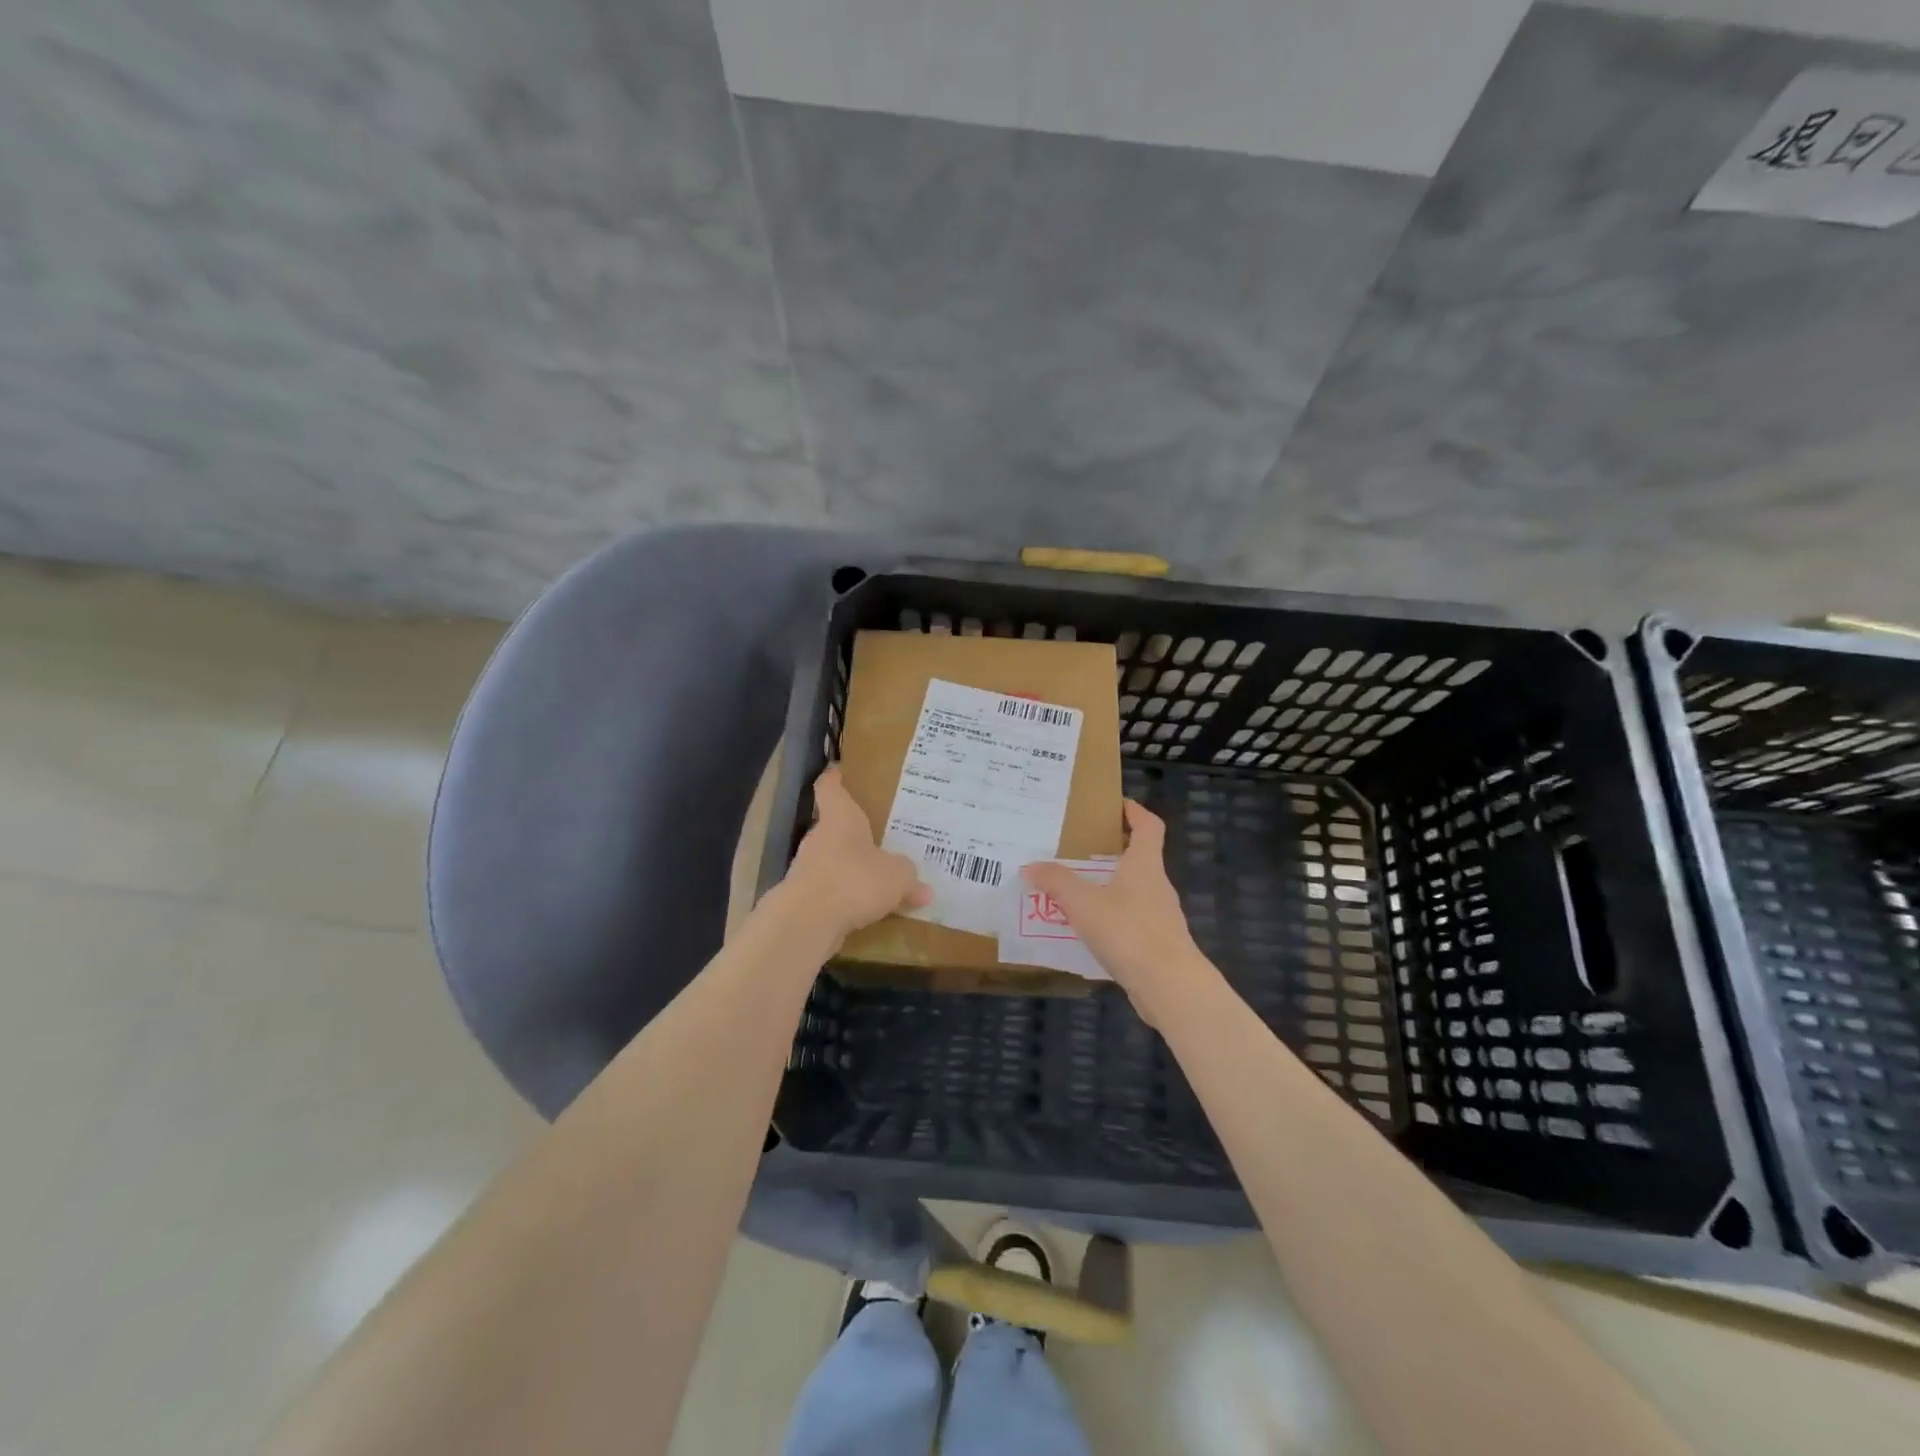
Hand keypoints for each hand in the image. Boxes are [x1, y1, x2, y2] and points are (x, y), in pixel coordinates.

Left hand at [780, 766, 930, 945]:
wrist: (807, 922)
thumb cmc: (854, 880)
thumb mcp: (897, 876)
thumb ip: (909, 877)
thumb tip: (924, 889)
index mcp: (840, 818)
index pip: (829, 788)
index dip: (834, 779)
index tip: (839, 772)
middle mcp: (819, 838)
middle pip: (834, 828)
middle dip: (854, 834)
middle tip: (880, 837)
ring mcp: (808, 869)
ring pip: (833, 861)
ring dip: (851, 868)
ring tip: (878, 878)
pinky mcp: (804, 899)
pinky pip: (831, 891)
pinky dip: (846, 897)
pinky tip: (867, 911)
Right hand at [1023, 801, 1203, 1023]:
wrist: (1169, 986)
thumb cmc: (1128, 931)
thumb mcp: (1083, 903)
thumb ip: (1056, 882)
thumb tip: (1031, 866)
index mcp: (1145, 865)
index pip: (1149, 826)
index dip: (1136, 812)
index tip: (1118, 805)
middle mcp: (1157, 886)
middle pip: (1140, 859)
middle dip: (1113, 853)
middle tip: (1080, 851)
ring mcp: (1161, 917)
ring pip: (1133, 893)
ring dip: (1109, 889)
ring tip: (1076, 893)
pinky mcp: (1157, 945)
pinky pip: (1131, 922)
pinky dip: (1111, 919)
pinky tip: (1089, 932)